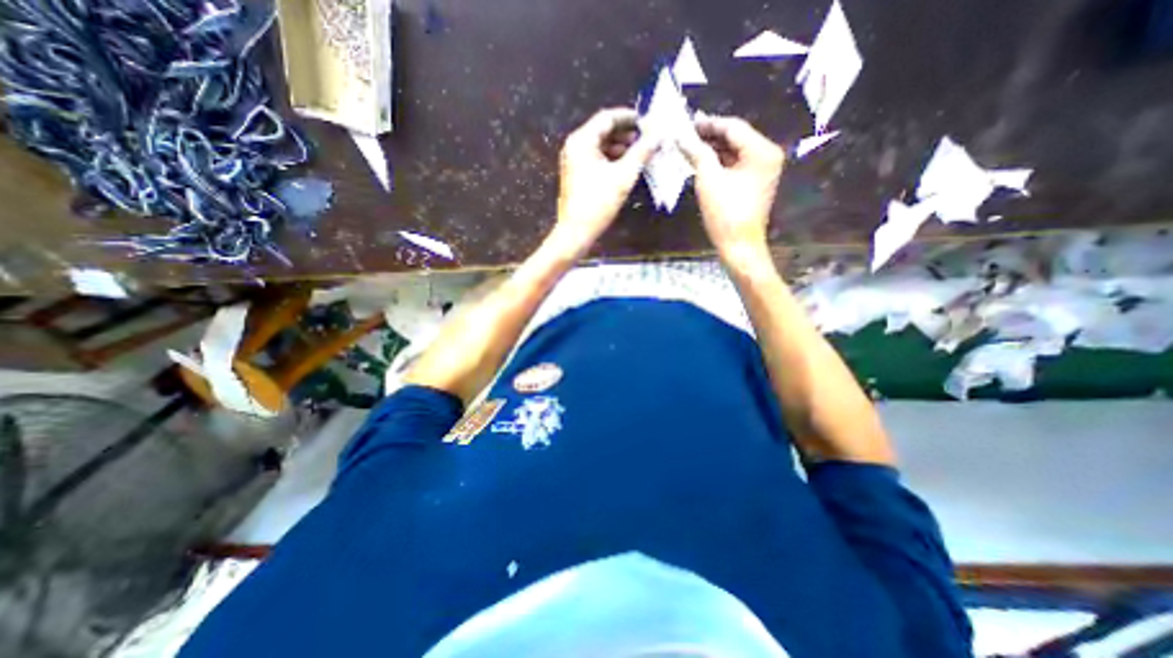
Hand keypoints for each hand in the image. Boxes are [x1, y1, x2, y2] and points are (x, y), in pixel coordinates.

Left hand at [553, 109, 657, 259]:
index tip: (647, 121)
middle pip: (602, 131)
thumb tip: (658, 134)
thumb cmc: (598, 203)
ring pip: (599, 146)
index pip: (607, 118)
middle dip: (625, 133)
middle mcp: (574, 146)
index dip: (629, 117)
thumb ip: (641, 152)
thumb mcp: (624, 176)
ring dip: (619, 147)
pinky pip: (595, 158)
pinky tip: (624, 167)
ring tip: (638, 153)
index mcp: (582, 140)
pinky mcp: (575, 175)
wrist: (575, 232)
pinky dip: (610, 159)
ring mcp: (572, 161)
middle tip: (645, 139)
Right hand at [674, 115, 780, 258]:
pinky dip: (719, 162)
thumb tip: (682, 136)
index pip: (733, 127)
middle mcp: (767, 155)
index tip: (686, 122)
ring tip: (689, 147)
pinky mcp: (755, 182)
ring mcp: (762, 170)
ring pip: (734, 151)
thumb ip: (697, 153)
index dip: (708, 124)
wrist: (739, 246)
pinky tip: (701, 162)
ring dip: (712, 149)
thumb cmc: (725, 214)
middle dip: (709, 136)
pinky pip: (735, 164)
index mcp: (761, 151)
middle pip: (735, 137)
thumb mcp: (708, 180)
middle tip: (685, 135)